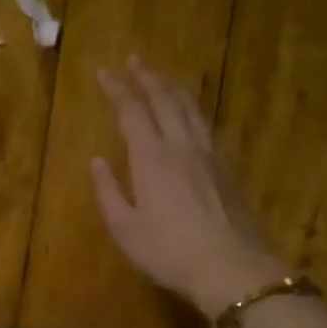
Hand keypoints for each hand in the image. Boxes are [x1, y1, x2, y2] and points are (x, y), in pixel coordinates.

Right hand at [89, 58, 286, 317]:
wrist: (229, 267)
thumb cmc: (168, 251)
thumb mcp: (125, 228)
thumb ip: (109, 191)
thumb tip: (97, 161)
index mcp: (151, 157)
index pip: (132, 111)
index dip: (117, 89)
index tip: (104, 72)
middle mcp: (181, 145)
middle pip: (165, 100)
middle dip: (148, 77)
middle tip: (135, 60)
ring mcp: (210, 155)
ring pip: (191, 109)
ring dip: (174, 88)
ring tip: (164, 78)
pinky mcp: (228, 169)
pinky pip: (207, 126)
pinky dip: (194, 111)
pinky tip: (193, 116)